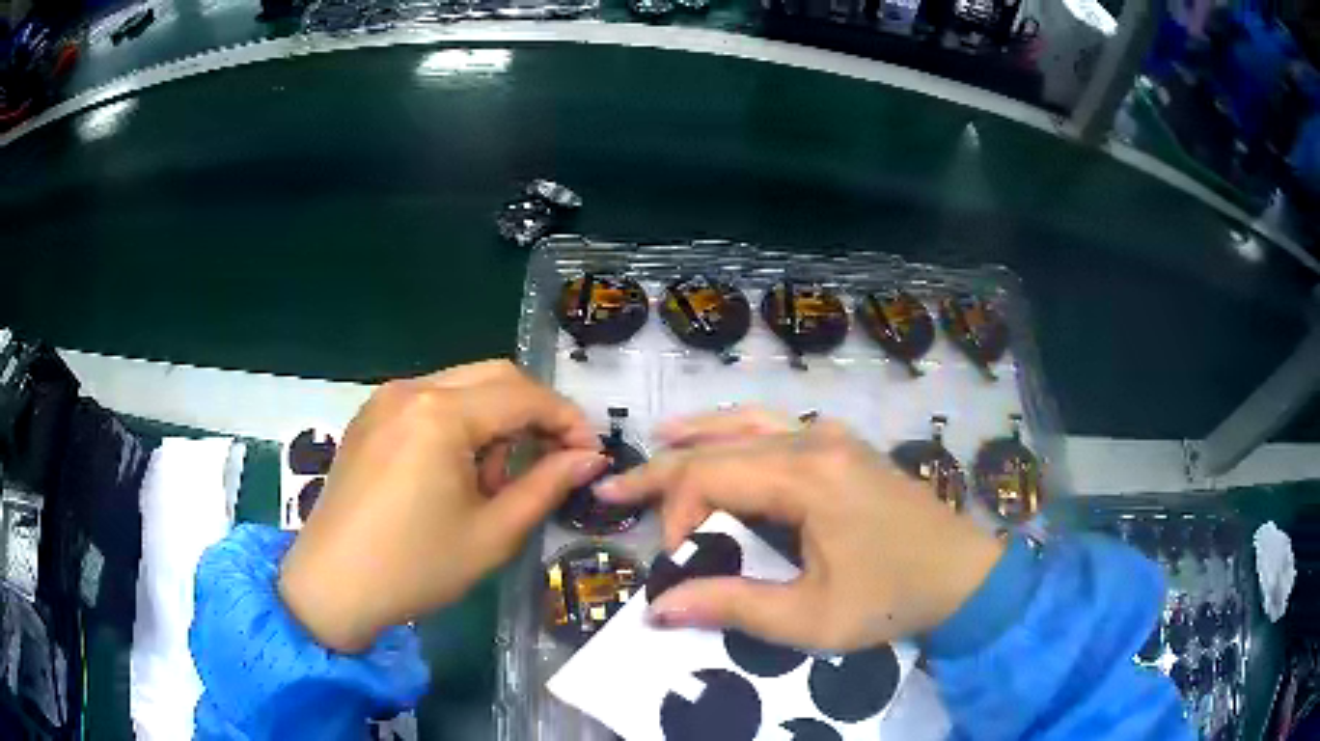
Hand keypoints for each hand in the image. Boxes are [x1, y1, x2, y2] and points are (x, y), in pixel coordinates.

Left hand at [278, 360, 606, 652]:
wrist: (334, 585)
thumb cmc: (416, 566)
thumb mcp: (492, 533)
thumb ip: (546, 486)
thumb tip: (590, 459)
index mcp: (441, 413)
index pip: (524, 395)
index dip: (567, 420)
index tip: (591, 455)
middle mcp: (411, 388)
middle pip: (494, 377)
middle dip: (533, 413)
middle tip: (553, 460)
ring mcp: (384, 399)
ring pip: (462, 386)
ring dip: (495, 420)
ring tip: (494, 480)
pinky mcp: (370, 417)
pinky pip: (430, 402)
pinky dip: (459, 424)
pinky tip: (456, 472)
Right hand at [595, 408, 1003, 651]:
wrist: (964, 576)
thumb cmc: (892, 600)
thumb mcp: (811, 618)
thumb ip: (732, 607)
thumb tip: (657, 609)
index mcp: (809, 476)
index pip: (712, 475)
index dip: (678, 516)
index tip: (676, 563)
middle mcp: (816, 440)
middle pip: (721, 445)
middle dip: (664, 471)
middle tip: (613, 490)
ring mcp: (833, 437)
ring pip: (747, 423)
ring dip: (698, 436)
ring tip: (656, 441)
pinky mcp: (844, 446)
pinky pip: (776, 426)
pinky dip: (736, 431)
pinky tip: (720, 436)